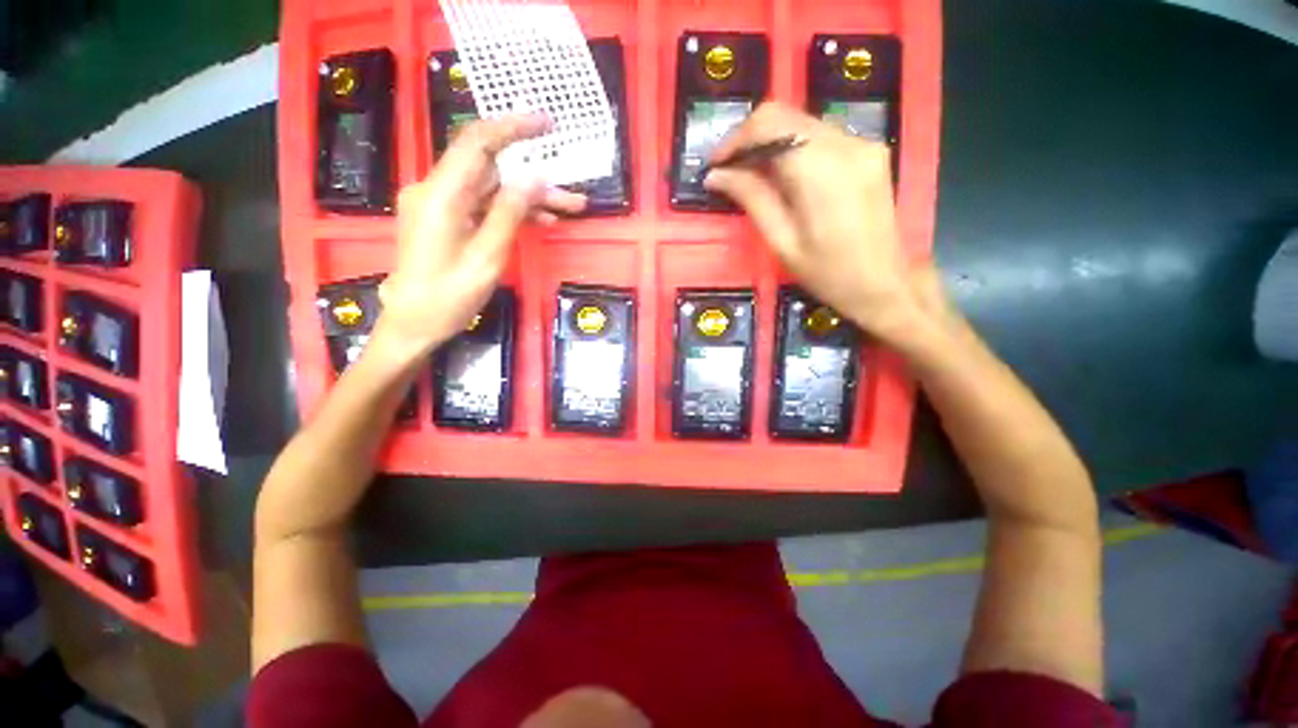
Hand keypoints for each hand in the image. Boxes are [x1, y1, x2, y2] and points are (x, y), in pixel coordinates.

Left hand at [375, 115, 585, 354]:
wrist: (413, 324)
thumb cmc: (449, 297)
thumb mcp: (487, 257)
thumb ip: (510, 213)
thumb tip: (534, 177)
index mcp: (441, 195)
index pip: (477, 142)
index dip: (513, 127)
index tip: (547, 125)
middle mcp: (436, 190)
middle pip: (491, 170)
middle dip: (536, 181)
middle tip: (574, 197)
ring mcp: (440, 205)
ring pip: (491, 190)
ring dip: (529, 200)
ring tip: (567, 212)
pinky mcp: (446, 219)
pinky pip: (482, 206)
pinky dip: (510, 212)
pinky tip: (540, 223)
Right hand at [704, 102, 926, 342]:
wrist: (883, 283)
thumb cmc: (827, 273)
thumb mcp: (781, 241)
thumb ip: (751, 199)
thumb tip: (716, 176)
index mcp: (821, 169)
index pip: (769, 125)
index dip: (735, 140)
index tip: (716, 166)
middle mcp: (845, 143)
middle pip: (785, 115)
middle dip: (749, 139)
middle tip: (729, 171)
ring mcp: (862, 143)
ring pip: (801, 123)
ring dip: (770, 143)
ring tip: (751, 177)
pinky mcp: (869, 151)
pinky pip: (820, 136)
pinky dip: (793, 149)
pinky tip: (783, 177)